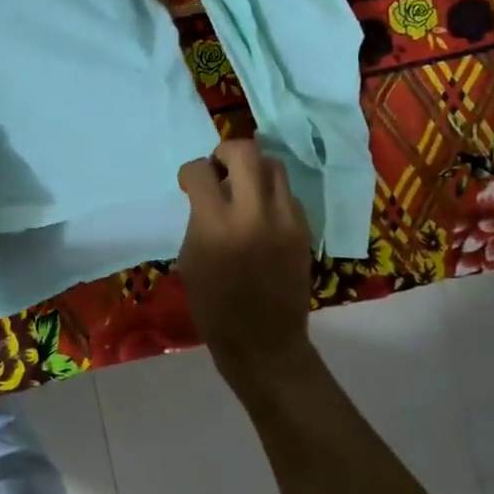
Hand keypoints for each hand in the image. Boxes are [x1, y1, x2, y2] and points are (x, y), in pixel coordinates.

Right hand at [176, 138, 313, 373]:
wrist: (263, 342)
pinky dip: (271, 195)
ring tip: (243, 189)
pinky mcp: (304, 229)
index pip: (200, 170)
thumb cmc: (214, 307)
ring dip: (253, 169)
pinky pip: (287, 194)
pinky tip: (261, 215)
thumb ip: (199, 219)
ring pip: (273, 165)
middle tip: (218, 170)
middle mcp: (254, 213)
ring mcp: (285, 219)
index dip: (189, 172)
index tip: (188, 184)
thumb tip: (208, 194)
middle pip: (245, 151)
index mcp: (216, 225)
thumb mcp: (190, 260)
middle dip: (225, 152)